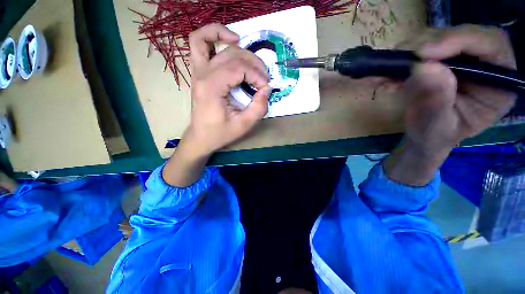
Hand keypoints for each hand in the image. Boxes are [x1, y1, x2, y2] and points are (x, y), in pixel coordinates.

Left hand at [185, 23, 270, 156]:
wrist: (201, 136)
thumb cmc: (221, 133)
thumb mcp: (244, 125)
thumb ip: (258, 108)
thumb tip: (267, 89)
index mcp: (212, 88)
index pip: (239, 68)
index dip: (257, 75)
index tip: (265, 88)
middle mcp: (202, 74)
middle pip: (232, 54)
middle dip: (253, 64)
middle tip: (263, 79)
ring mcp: (197, 70)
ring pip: (212, 41)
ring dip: (236, 44)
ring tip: (251, 59)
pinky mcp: (198, 71)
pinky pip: (199, 43)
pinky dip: (213, 35)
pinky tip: (230, 40)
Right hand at [385, 25, 516, 185]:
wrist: (424, 135)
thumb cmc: (434, 136)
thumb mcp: (435, 126)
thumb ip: (434, 101)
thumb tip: (423, 67)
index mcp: (499, 84)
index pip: (492, 45)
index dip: (459, 41)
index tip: (422, 54)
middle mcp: (485, 64)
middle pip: (464, 35)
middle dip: (430, 46)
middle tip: (400, 64)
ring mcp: (462, 59)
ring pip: (440, 38)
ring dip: (410, 55)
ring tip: (389, 77)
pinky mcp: (441, 59)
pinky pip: (422, 49)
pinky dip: (402, 61)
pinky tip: (389, 77)